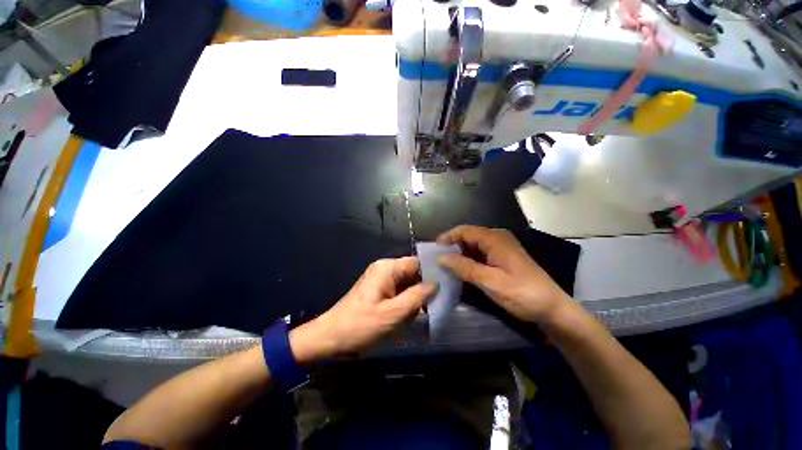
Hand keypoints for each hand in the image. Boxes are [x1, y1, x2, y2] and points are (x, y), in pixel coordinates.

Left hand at [290, 257, 436, 362]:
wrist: (330, 337)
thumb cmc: (360, 325)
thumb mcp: (393, 314)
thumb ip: (417, 297)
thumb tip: (436, 284)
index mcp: (387, 268)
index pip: (416, 262)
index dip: (432, 271)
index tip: (448, 283)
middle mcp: (385, 269)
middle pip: (413, 273)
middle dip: (424, 288)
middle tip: (439, 303)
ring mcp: (381, 279)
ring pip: (407, 283)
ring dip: (415, 297)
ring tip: (426, 312)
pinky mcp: (379, 290)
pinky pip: (399, 291)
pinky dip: (406, 301)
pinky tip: (411, 315)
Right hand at [437, 225, 570, 324]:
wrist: (552, 308)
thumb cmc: (522, 293)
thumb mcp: (490, 281)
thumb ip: (464, 267)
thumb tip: (441, 257)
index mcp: (495, 239)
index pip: (465, 230)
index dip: (448, 237)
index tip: (434, 248)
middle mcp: (498, 238)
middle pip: (469, 236)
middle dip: (453, 246)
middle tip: (439, 259)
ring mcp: (502, 247)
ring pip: (474, 245)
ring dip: (461, 253)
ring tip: (448, 265)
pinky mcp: (504, 257)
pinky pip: (482, 252)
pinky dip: (470, 259)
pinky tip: (464, 270)